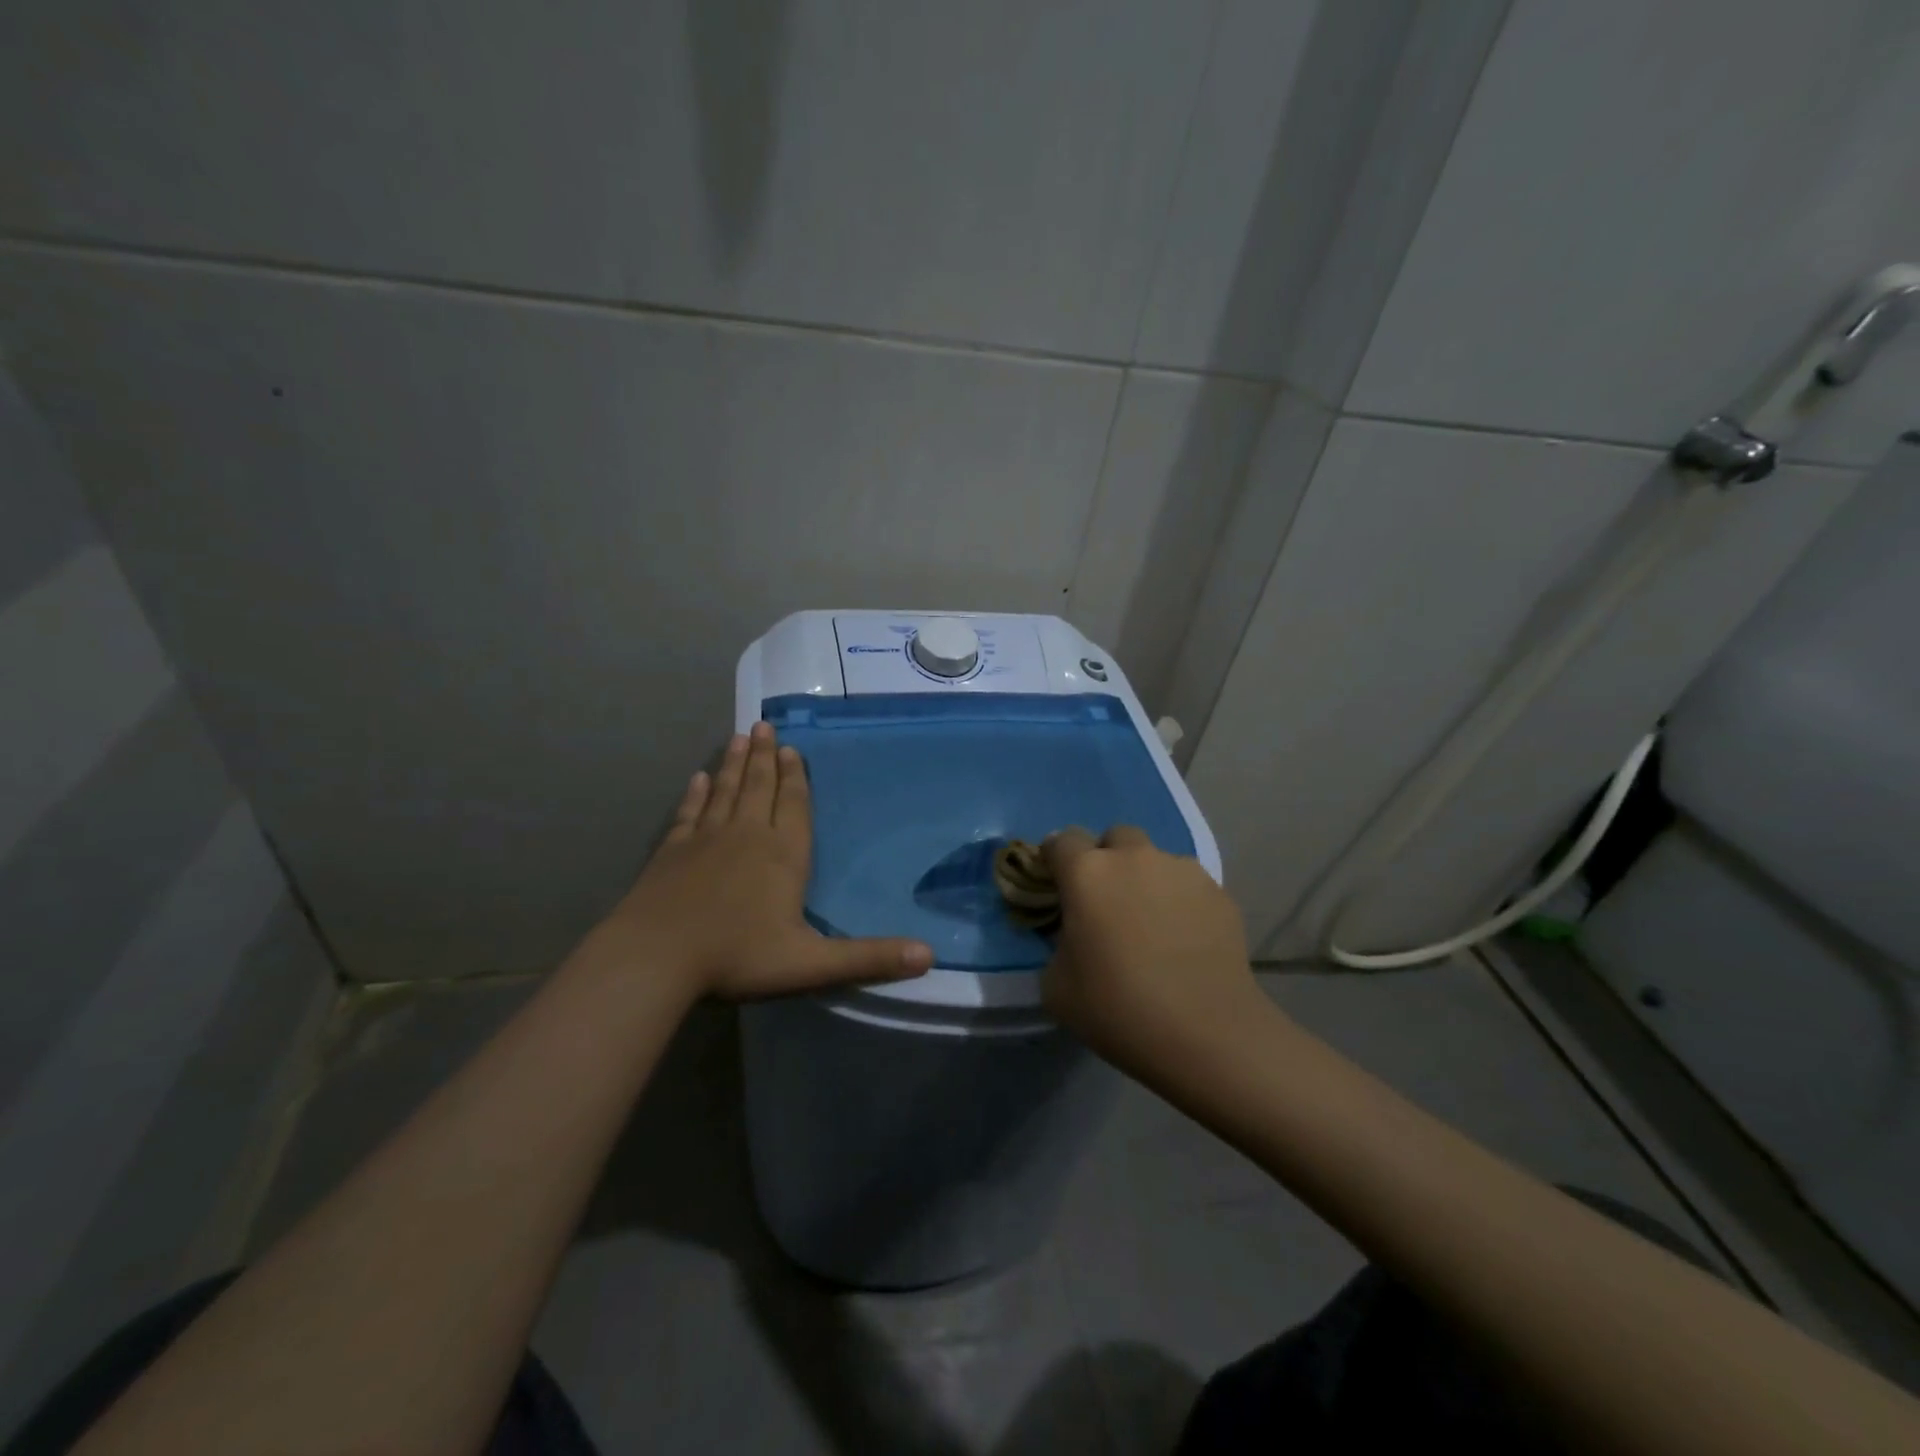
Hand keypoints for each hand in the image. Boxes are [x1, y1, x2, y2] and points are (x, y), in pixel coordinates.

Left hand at [600, 722, 933, 999]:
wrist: (655, 958)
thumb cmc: (737, 957)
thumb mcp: (812, 964)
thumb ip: (869, 958)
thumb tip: (930, 956)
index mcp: (783, 855)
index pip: (794, 806)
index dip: (795, 778)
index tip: (792, 749)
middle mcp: (746, 836)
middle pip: (758, 787)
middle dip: (764, 757)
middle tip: (764, 726)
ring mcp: (704, 840)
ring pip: (724, 792)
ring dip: (733, 764)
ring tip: (738, 736)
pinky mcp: (670, 852)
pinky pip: (688, 813)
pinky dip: (694, 794)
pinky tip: (696, 779)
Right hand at [1041, 826, 1264, 1073]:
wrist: (1206, 1033)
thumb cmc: (1118, 1008)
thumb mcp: (1056, 987)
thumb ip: (1056, 946)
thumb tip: (1073, 937)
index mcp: (1087, 872)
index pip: (1062, 841)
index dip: (1056, 860)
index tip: (1058, 887)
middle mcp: (1134, 858)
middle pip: (1115, 838)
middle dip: (1107, 859)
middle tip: (1107, 902)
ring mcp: (1182, 871)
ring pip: (1155, 860)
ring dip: (1146, 880)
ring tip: (1152, 926)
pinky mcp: (1218, 892)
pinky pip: (1188, 886)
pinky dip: (1180, 902)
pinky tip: (1185, 941)